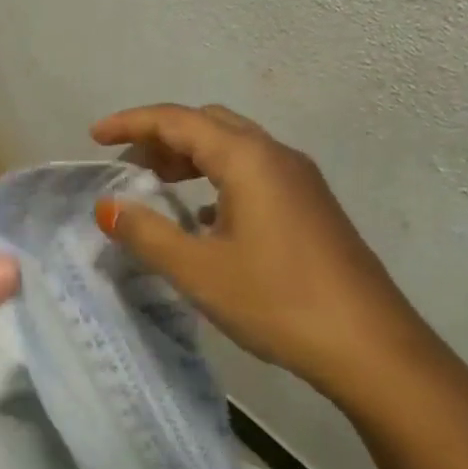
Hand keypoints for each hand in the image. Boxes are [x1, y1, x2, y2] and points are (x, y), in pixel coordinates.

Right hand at [91, 104, 429, 400]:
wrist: (372, 348)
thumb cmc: (278, 301)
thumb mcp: (198, 270)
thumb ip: (146, 233)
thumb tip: (106, 207)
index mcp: (248, 158)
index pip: (177, 120)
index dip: (131, 123)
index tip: (96, 136)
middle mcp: (275, 155)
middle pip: (208, 124)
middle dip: (161, 137)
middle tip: (127, 165)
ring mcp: (299, 180)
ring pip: (233, 148)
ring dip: (190, 158)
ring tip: (157, 185)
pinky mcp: (310, 205)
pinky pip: (253, 173)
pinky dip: (217, 180)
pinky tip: (202, 218)